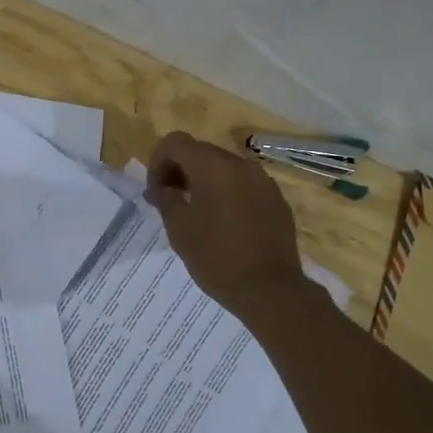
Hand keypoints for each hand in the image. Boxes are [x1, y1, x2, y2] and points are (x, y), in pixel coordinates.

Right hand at [145, 131, 307, 315]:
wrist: (269, 289)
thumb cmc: (216, 257)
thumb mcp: (179, 230)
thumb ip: (166, 200)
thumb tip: (159, 189)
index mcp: (213, 166)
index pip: (176, 142)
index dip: (158, 161)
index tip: (156, 191)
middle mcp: (240, 164)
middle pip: (201, 152)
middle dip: (180, 170)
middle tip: (171, 200)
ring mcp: (263, 180)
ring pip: (225, 168)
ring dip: (205, 181)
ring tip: (197, 212)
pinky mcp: (277, 199)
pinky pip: (245, 185)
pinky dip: (228, 193)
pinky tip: (224, 222)